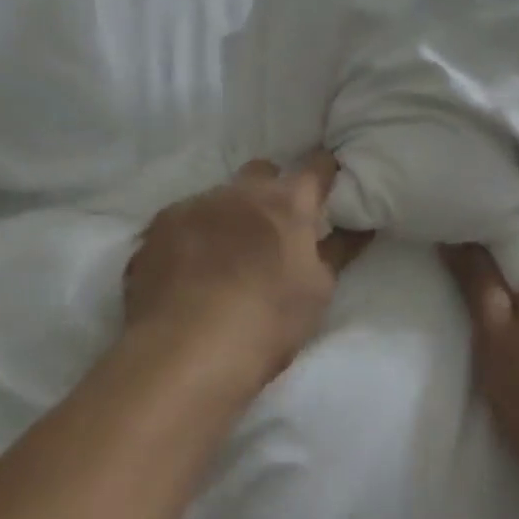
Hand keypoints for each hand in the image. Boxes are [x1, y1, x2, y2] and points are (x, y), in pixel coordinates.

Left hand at [125, 155, 371, 398]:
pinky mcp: (158, 226)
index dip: (325, 172)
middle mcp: (242, 190)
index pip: (317, 166)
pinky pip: (182, 221)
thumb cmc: (267, 323)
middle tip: (269, 227)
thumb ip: (338, 251)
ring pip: (219, 196)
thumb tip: (360, 226)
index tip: (327, 183)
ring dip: (226, 215)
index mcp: (288, 202)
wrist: (185, 353)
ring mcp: (196, 203)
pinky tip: (185, 271)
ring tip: (220, 257)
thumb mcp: (318, 292)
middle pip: (262, 171)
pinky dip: (189, 237)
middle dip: (269, 189)